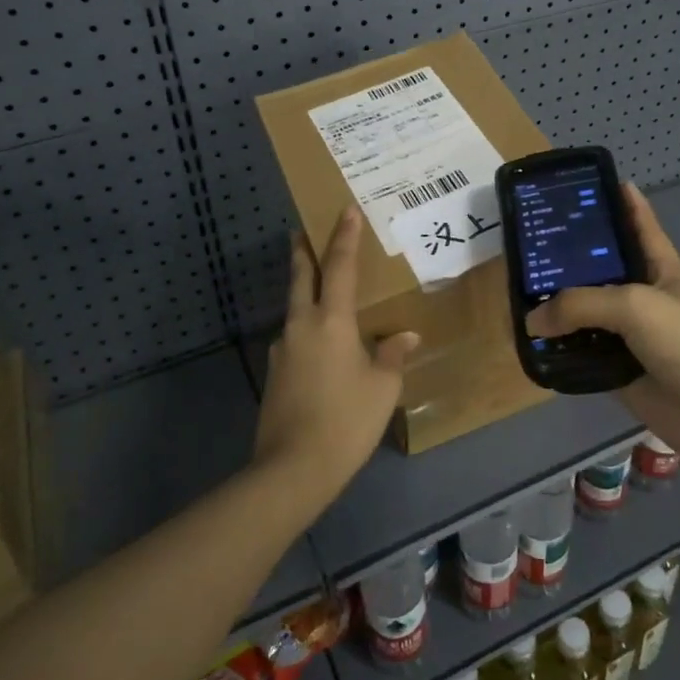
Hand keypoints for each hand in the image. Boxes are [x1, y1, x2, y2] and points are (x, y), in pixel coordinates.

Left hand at [255, 206, 419, 502]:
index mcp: (331, 321)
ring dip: (304, 294)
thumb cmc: (346, 420)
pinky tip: (320, 349)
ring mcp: (283, 350)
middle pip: (301, 278)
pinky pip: (294, 339)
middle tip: (301, 232)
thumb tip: (405, 336)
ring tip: (322, 296)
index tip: (345, 211)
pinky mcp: (275, 375)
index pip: (339, 267)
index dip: (344, 237)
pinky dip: (306, 330)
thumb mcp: (382, 388)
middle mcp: (301, 326)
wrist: (292, 468)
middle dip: (303, 253)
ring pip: (294, 310)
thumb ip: (392, 356)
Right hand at [525, 184, 679, 473]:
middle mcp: (641, 297)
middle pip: (601, 270)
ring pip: (585, 315)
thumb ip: (580, 304)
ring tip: (516, 293)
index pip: (640, 224)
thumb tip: (532, 320)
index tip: (593, 182)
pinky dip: (559, 351)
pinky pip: (581, 355)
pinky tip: (530, 343)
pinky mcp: (618, 372)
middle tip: (528, 242)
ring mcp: (629, 336)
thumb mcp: (635, 305)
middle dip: (569, 257)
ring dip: (557, 308)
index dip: (622, 202)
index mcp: (659, 268)